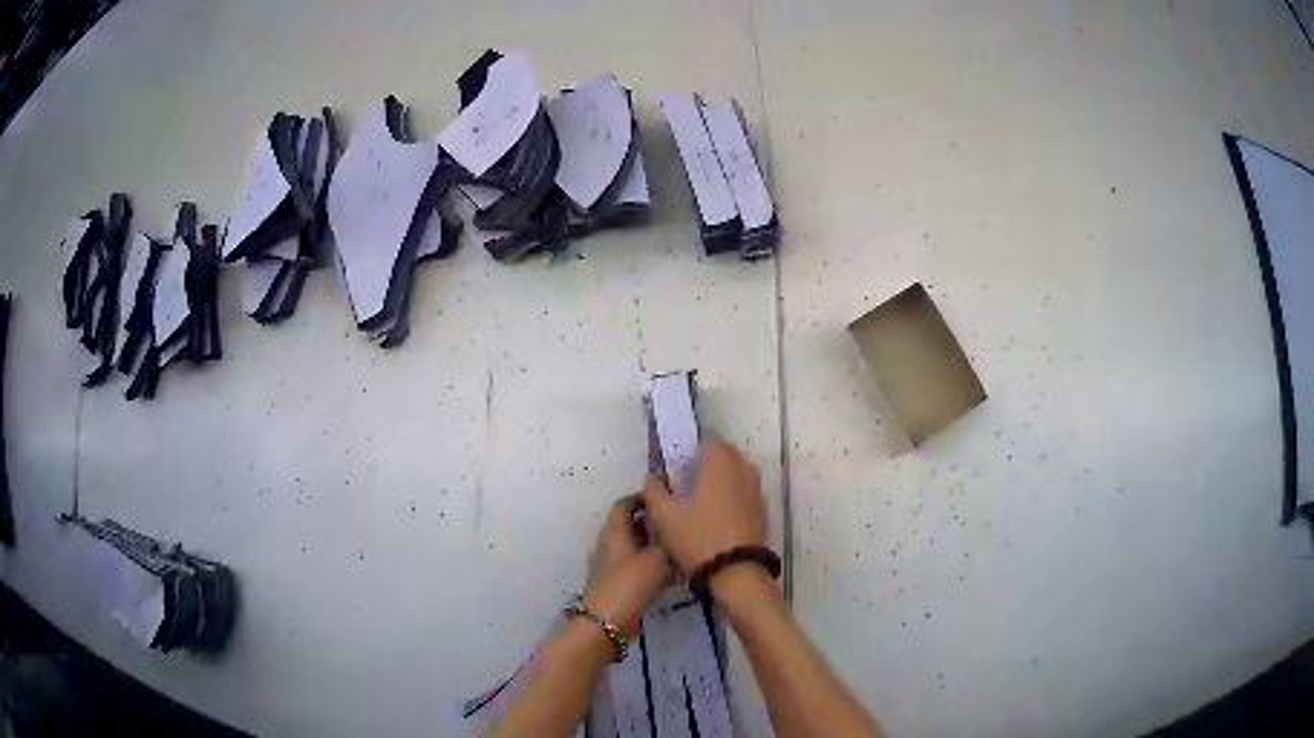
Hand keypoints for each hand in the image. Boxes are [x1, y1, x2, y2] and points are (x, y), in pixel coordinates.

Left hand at [581, 495, 672, 638]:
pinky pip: (639, 566)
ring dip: (657, 546)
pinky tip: (676, 573)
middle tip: (681, 523)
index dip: (645, 498)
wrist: (608, 622)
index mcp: (615, 531)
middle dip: (655, 522)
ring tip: (682, 546)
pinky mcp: (621, 582)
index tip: (669, 498)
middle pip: (633, 525)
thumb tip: (679, 526)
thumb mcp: (657, 558)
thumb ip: (669, 540)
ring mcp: (614, 564)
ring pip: (638, 547)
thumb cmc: (630, 583)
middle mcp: (612, 543)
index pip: (626, 503)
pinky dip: (655, 565)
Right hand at [641, 443, 766, 575]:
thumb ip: (655, 492)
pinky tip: (719, 514)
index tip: (679, 467)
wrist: (736, 571)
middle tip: (690, 481)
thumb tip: (651, 477)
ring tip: (704, 498)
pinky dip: (734, 493)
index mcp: (719, 464)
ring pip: (738, 471)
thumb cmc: (698, 538)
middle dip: (709, 461)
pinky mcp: (762, 508)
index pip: (707, 442)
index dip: (692, 451)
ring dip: (723, 477)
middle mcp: (742, 470)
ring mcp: (755, 489)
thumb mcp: (665, 517)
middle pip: (726, 454)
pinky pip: (746, 490)